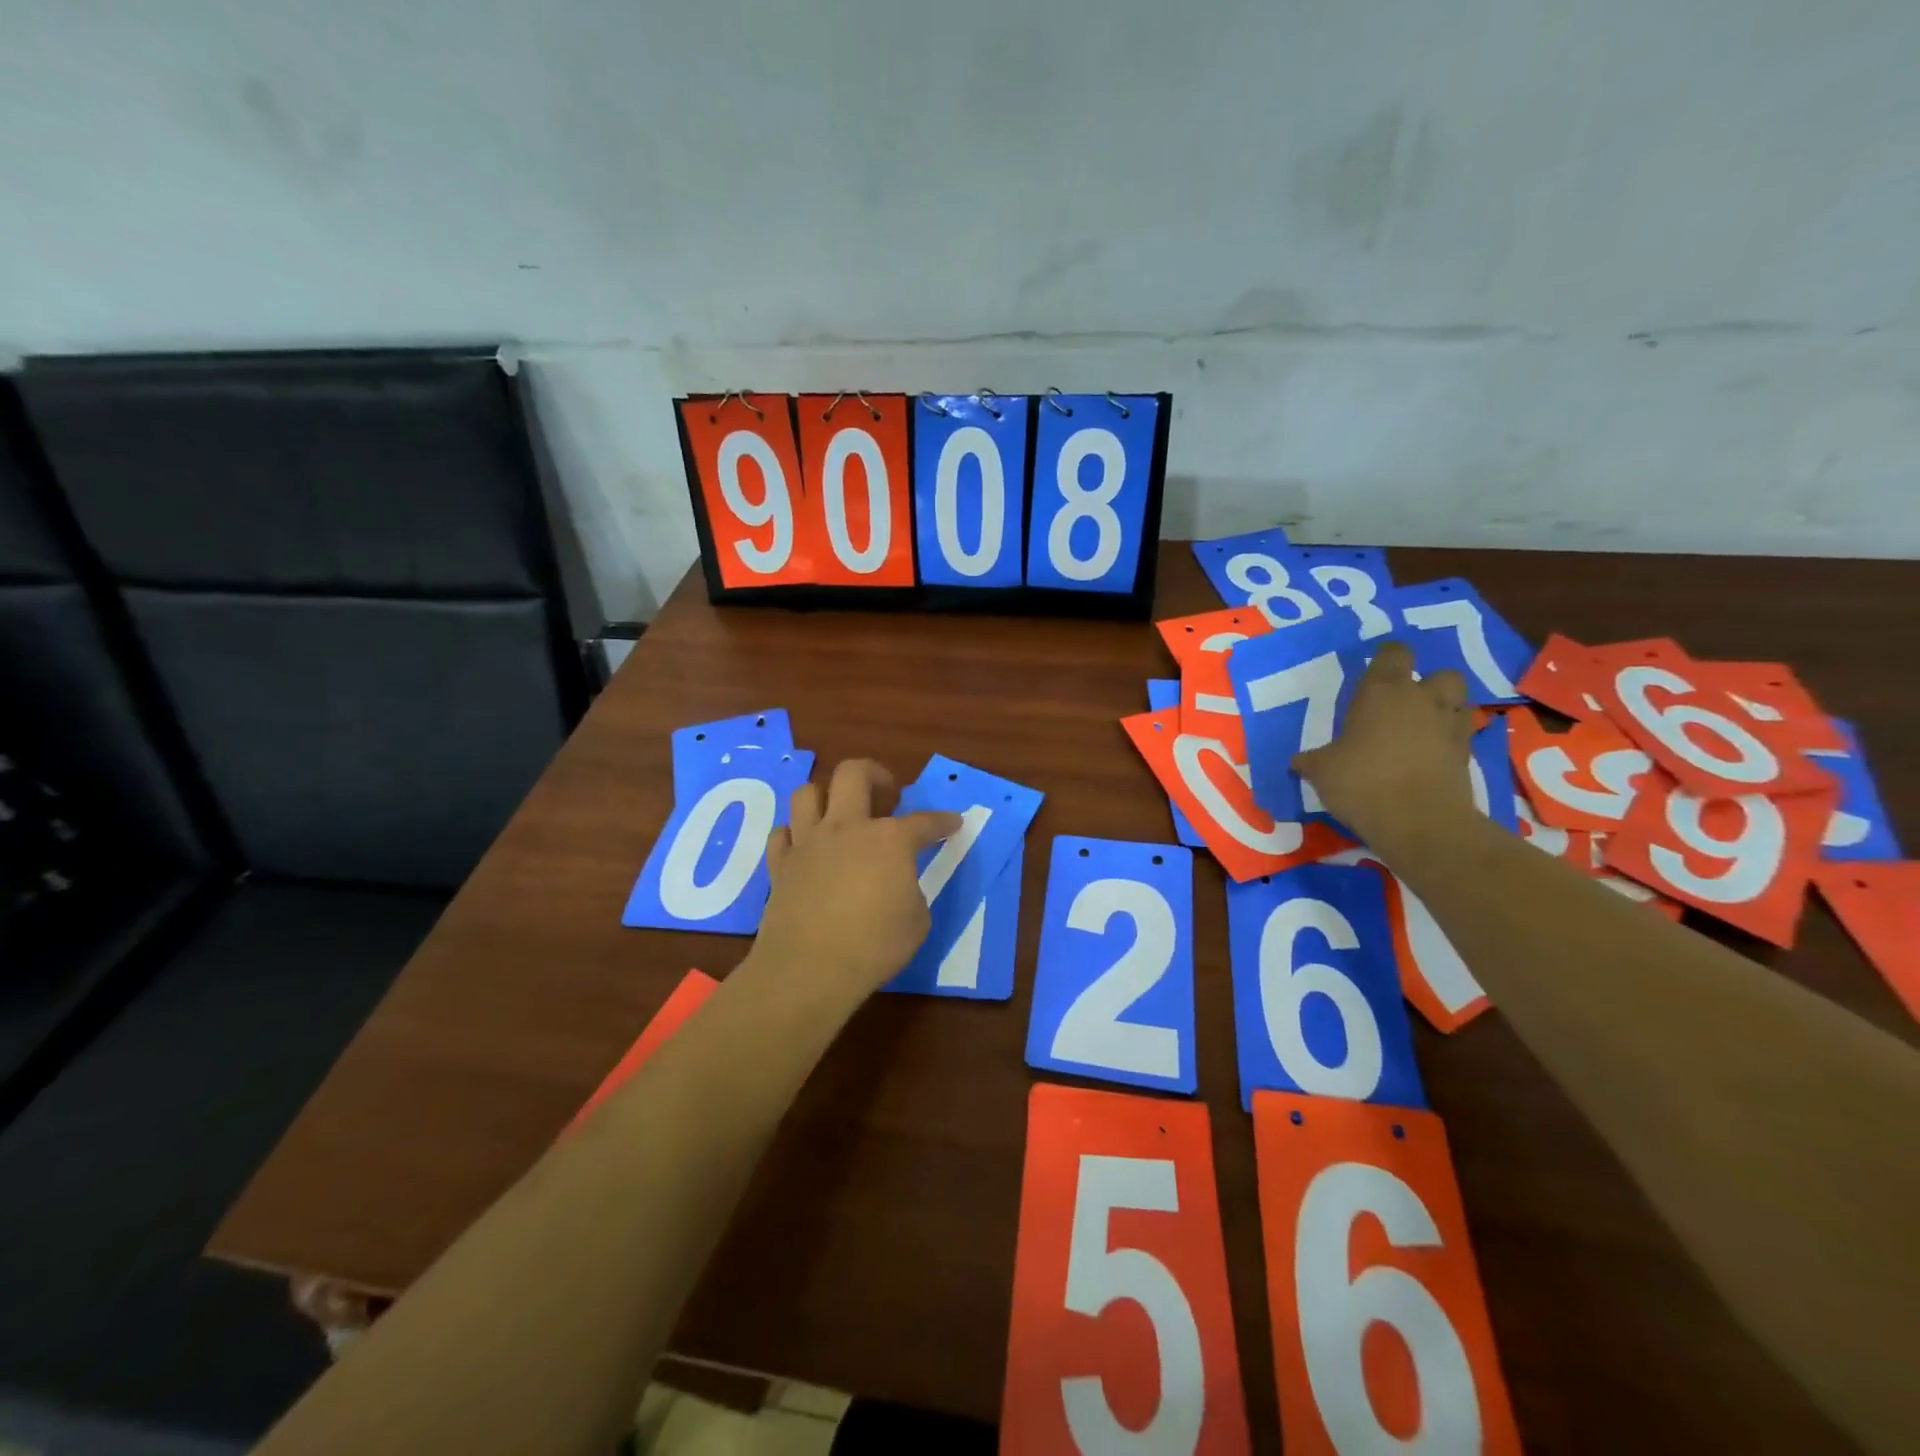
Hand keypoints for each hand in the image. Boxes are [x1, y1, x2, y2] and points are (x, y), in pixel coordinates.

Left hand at [755, 759, 962, 1002]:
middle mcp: (846, 827)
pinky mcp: (780, 864)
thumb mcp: (917, 921)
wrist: (809, 969)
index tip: (953, 823)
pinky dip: (795, 835)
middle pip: (853, 773)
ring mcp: (808, 842)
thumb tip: (897, 885)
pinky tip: (806, 848)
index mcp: (889, 839)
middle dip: (875, 774)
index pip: (924, 821)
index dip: (943, 821)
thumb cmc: (874, 946)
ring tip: (840, 814)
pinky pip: (782, 833)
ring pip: (808, 793)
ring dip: (827, 796)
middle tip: (887, 794)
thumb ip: (911, 891)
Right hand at [1292, 642, 1475, 855]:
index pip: (1393, 654)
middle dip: (1427, 684)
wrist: (1419, 821)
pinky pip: (1461, 734)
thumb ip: (1313, 760)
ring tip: (1422, 727)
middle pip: (1440, 673)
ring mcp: (1449, 725)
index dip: (1386, 659)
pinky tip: (1430, 755)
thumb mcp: (1322, 771)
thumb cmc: (1361, 782)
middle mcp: (1421, 699)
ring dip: (1444, 708)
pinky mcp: (1467, 754)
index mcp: (1382, 692)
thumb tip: (1298, 761)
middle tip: (1404, 704)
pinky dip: (1448, 739)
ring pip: (1458, 700)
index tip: (1374, 672)